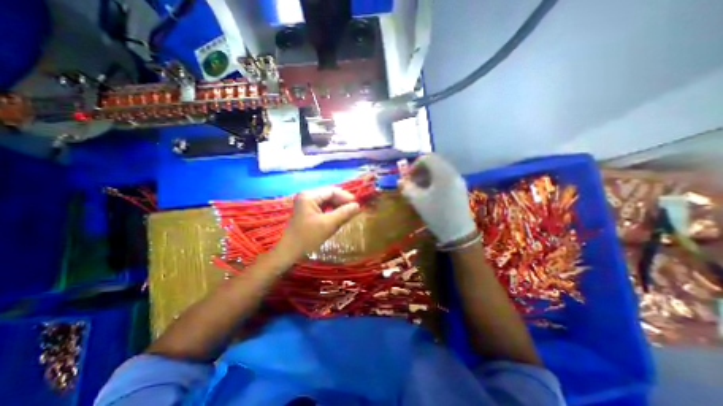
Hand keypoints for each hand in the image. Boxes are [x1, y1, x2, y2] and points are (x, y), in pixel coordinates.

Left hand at [274, 186, 361, 260]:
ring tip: (348, 212)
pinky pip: (322, 206)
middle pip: (329, 194)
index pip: (332, 191)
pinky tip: (338, 216)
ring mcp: (305, 203)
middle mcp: (306, 195)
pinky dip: (331, 210)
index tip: (357, 204)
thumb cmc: (307, 237)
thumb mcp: (328, 225)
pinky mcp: (306, 210)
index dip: (346, 196)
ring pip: (326, 201)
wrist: (288, 252)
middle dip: (342, 201)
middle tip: (354, 209)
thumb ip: (344, 213)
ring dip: (337, 206)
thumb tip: (358, 205)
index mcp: (309, 196)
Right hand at [397, 153, 478, 245]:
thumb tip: (400, 181)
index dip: (414, 165)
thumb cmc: (436, 215)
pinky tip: (430, 192)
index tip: (408, 178)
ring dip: (427, 175)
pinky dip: (435, 180)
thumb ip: (407, 188)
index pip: (427, 158)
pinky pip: (445, 176)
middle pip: (434, 162)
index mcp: (443, 173)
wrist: (458, 232)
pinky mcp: (460, 187)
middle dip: (420, 170)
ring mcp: (458, 180)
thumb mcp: (418, 201)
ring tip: (419, 188)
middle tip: (412, 182)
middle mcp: (452, 172)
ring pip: (440, 169)